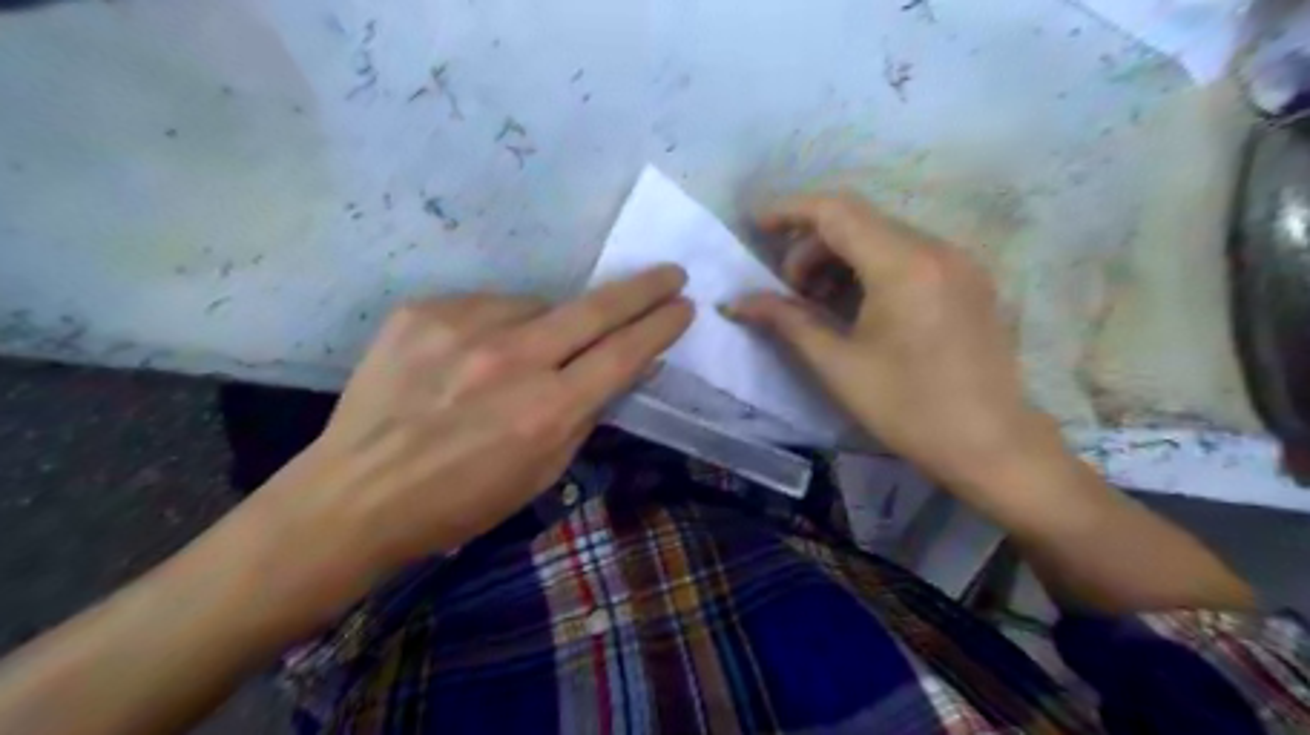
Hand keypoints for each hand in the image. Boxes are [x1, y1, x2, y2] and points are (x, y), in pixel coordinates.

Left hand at [224, 267, 694, 627]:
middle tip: (670, 273)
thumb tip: (630, 367)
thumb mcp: (543, 472)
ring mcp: (464, 327)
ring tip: (526, 357)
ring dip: (551, 324)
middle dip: (643, 289)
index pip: (624, 353)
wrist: (356, 493)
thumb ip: (589, 413)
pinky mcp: (424, 311)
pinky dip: (499, 325)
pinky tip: (477, 354)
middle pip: (596, 309)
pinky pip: (488, 307)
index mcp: (547, 410)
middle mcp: (512, 359)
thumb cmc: (462, 500)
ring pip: (538, 306)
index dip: (661, 327)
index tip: (683, 307)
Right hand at [727, 196, 1051, 493]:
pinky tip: (857, 306)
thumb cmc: (908, 408)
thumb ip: (786, 321)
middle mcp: (936, 248)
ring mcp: (959, 262)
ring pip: (883, 237)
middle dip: (812, 247)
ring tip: (818, 303)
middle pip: (859, 222)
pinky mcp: (969, 280)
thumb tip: (736, 302)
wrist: (991, 444)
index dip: (789, 211)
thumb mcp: (838, 365)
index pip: (836, 211)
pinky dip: (871, 268)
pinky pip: (908, 255)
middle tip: (789, 292)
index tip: (755, 227)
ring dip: (841, 258)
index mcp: (904, 265)